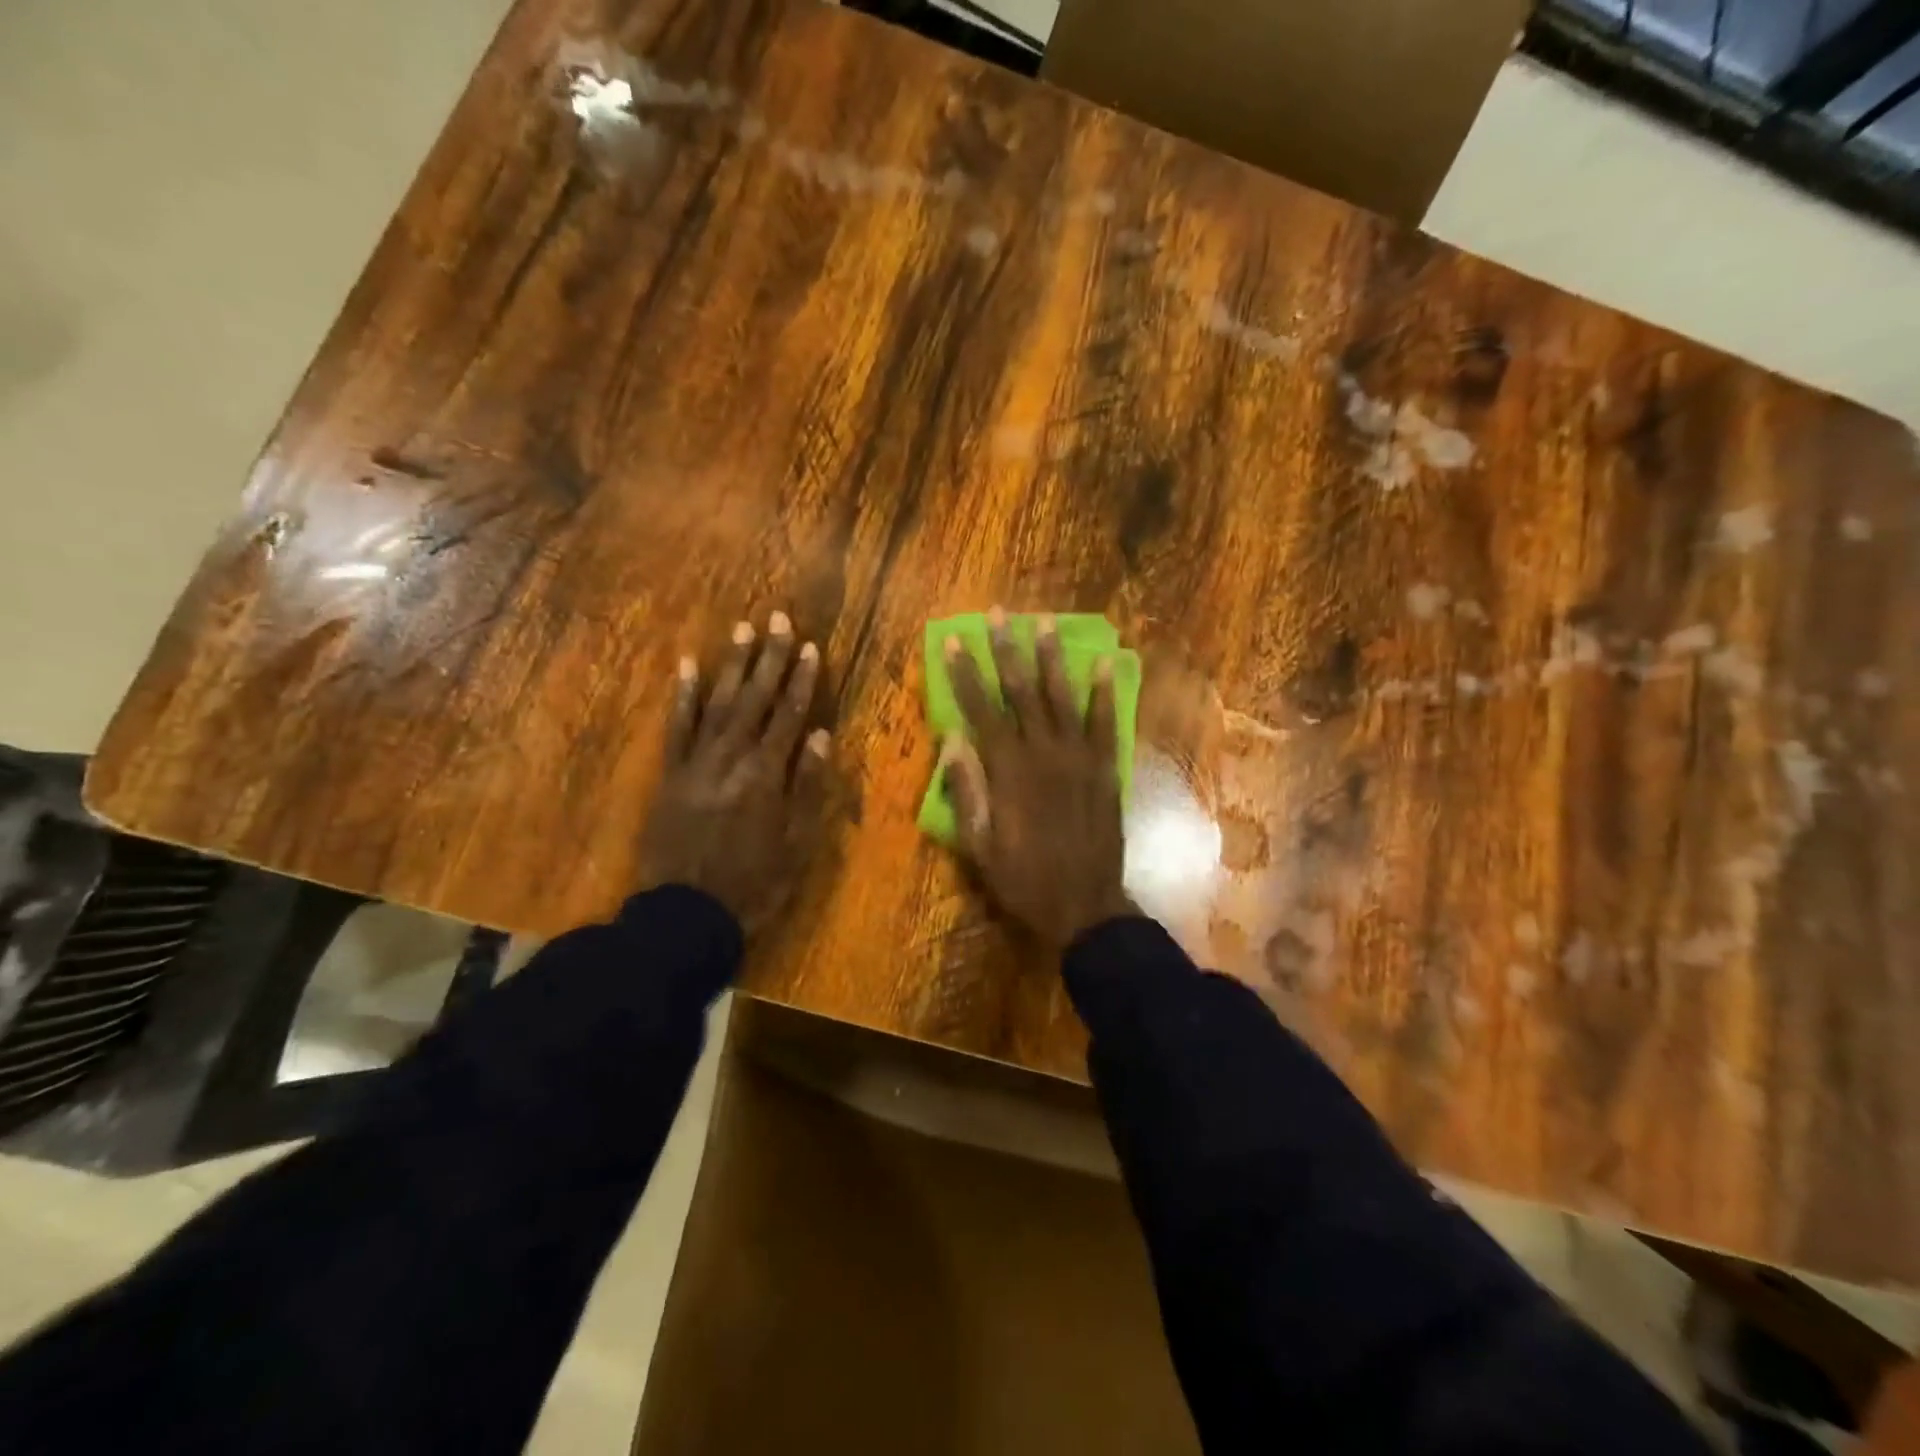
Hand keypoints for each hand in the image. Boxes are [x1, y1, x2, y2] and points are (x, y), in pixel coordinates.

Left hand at [638, 612, 831, 935]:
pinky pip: (676, 728)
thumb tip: (821, 735)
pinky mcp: (670, 774)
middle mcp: (732, 757)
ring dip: (732, 666)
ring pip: (718, 703)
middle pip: (755, 699)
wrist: (687, 913)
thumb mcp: (797, 842)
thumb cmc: (754, 882)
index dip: (802, 680)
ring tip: (743, 630)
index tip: (811, 647)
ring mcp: (697, 762)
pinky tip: (686, 667)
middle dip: (770, 658)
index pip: (789, 715)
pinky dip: (682, 696)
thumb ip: (808, 786)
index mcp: (767, 774)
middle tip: (780, 619)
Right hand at [943, 608, 1134, 948]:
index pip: (980, 711)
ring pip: (1062, 698)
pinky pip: (1106, 723)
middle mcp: (1043, 753)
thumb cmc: (1024, 879)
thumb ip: (966, 790)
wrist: (1085, 905)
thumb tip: (953, 738)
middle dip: (1008, 650)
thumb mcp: (979, 845)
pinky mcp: (1106, 768)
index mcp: (1008, 771)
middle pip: (1021, 692)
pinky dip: (1105, 692)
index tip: (956, 640)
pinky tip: (1105, 663)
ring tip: (1047, 623)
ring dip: (1053, 658)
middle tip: (1001, 614)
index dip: (966, 675)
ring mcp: (1079, 758)